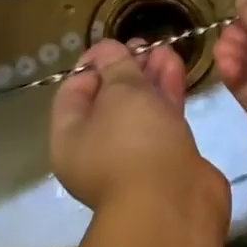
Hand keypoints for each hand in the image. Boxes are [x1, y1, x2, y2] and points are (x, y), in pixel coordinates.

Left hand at [50, 39, 228, 226]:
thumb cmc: (133, 143)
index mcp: (70, 137)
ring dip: (151, 77)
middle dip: (128, 68)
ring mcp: (134, 155)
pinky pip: (162, 119)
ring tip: (165, 48)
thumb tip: (107, 49)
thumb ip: (116, 65)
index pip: (74, 91)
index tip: (116, 43)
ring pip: (140, 107)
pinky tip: (176, 66)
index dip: (94, 62)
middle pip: (110, 98)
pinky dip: (167, 93)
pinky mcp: (165, 158)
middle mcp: (97, 148)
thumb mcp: (120, 93)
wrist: (173, 204)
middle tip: (145, 44)